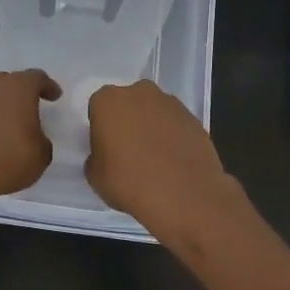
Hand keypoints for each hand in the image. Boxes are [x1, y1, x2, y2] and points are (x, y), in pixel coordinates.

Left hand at [0, 69, 60, 206]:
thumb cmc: (7, 158)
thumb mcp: (40, 156)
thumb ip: (42, 141)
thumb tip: (34, 138)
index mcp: (20, 87)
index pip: (38, 78)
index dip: (48, 86)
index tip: (55, 95)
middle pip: (11, 82)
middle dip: (22, 93)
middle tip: (31, 107)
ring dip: (1, 105)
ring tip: (9, 123)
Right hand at [86, 79, 240, 236]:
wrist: (183, 195)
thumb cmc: (129, 182)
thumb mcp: (95, 176)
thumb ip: (96, 158)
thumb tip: (107, 156)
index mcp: (108, 101)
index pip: (98, 107)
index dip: (101, 127)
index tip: (105, 147)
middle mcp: (140, 93)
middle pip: (129, 103)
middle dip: (127, 120)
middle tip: (128, 150)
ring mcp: (171, 104)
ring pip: (154, 112)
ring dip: (151, 127)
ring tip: (154, 159)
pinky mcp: (194, 119)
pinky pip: (175, 125)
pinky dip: (173, 137)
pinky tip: (173, 162)